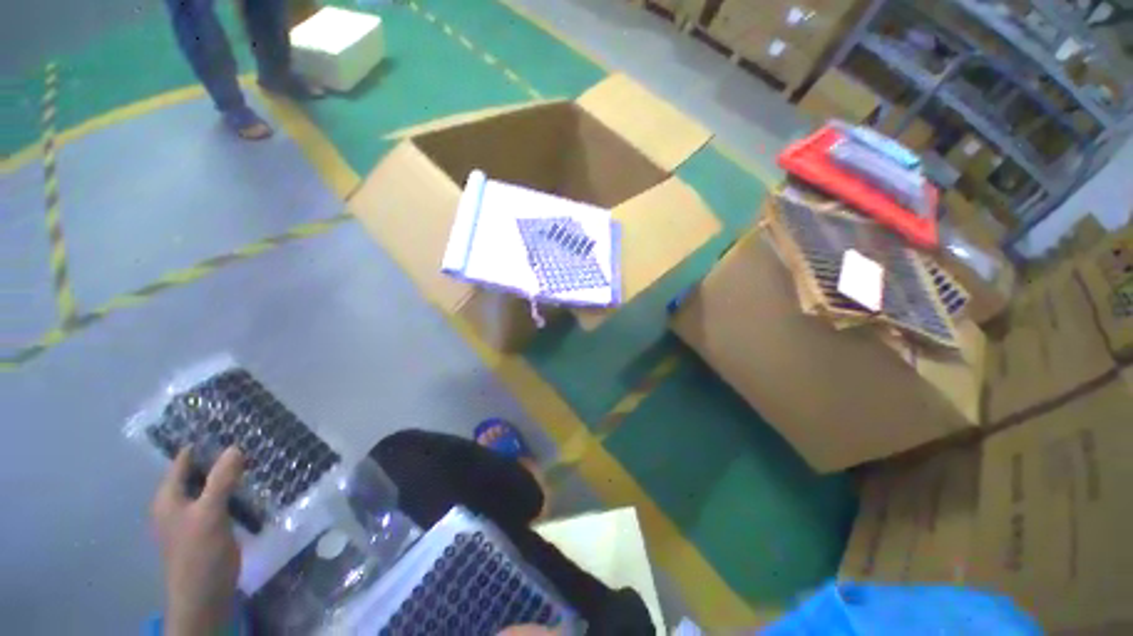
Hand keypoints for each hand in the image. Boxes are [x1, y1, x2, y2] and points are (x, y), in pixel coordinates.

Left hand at [152, 447, 244, 635]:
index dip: (202, 443)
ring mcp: (193, 517)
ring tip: (255, 457)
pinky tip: (251, 485)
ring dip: (228, 474)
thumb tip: (235, 446)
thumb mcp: (210, 514)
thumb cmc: (199, 553)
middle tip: (249, 439)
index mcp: (168, 498)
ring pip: (210, 486)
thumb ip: (221, 480)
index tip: (228, 426)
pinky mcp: (208, 527)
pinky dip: (232, 490)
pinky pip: (219, 500)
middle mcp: (177, 504)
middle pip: (197, 472)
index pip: (182, 461)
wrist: (204, 595)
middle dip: (219, 457)